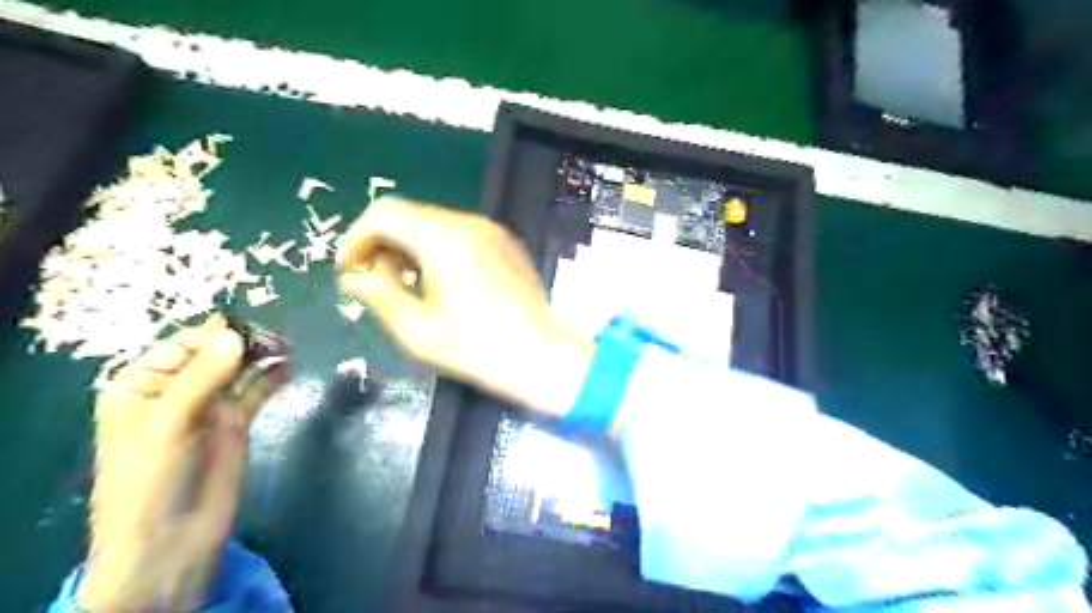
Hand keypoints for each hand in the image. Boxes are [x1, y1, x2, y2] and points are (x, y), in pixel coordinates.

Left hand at [77, 319, 270, 610]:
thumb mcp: (169, 423)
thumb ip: (203, 377)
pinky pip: (257, 391)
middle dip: (246, 343)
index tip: (253, 326)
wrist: (173, 539)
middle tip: (280, 338)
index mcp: (143, 385)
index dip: (217, 334)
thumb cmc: (152, 479)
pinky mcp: (236, 421)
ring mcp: (210, 406)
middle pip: (216, 354)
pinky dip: (273, 378)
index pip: (183, 345)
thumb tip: (235, 333)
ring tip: (290, 347)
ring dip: (263, 357)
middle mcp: (177, 390)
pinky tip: (290, 368)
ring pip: (240, 370)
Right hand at [338, 197, 592, 415]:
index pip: (385, 212)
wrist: (539, 357)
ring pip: (434, 225)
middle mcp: (470, 223)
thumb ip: (377, 294)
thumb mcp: (415, 329)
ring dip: (410, 249)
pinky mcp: (507, 245)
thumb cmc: (474, 347)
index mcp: (444, 237)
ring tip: (407, 288)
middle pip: (410, 216)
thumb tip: (353, 277)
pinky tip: (441, 285)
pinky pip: (460, 236)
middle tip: (375, 284)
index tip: (349, 270)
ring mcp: (493, 232)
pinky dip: (438, 251)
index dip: (356, 237)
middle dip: (383, 245)